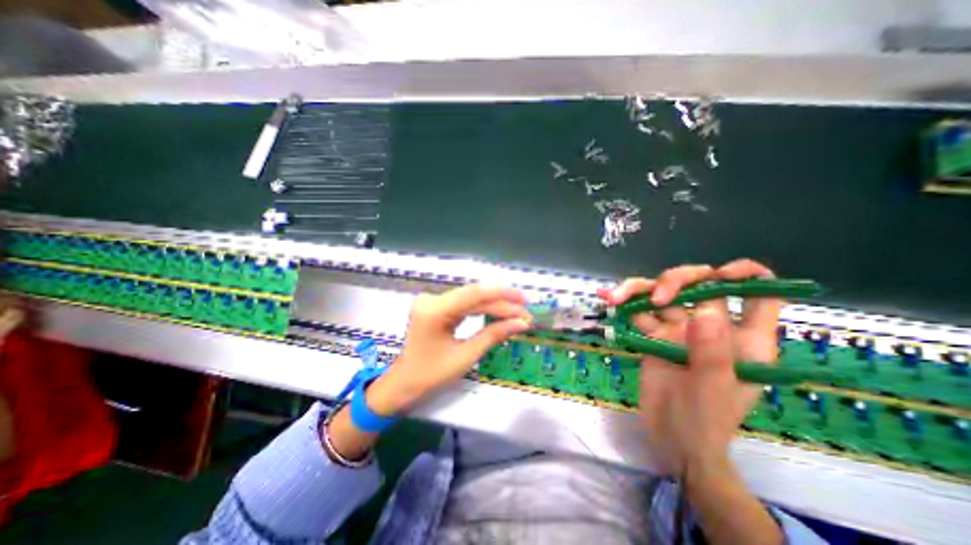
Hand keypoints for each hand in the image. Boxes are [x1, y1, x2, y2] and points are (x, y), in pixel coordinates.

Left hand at [369, 283, 528, 415]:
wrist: (403, 385)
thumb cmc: (431, 376)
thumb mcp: (465, 356)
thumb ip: (493, 335)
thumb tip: (521, 323)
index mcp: (435, 310)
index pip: (475, 294)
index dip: (503, 294)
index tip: (525, 300)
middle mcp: (432, 299)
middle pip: (474, 296)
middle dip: (502, 303)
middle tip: (525, 312)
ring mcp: (433, 302)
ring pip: (471, 299)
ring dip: (495, 305)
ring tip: (517, 313)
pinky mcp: (436, 307)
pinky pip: (464, 304)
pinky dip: (483, 309)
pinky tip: (499, 312)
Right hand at [597, 259, 782, 476]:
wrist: (670, 438)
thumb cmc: (705, 422)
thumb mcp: (713, 391)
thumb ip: (711, 353)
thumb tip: (703, 312)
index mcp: (743, 337)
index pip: (760, 294)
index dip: (747, 275)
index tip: (721, 275)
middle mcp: (712, 325)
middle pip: (699, 283)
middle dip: (676, 281)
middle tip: (656, 298)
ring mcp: (679, 327)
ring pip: (662, 293)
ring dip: (637, 289)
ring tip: (615, 297)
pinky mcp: (653, 333)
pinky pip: (638, 311)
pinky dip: (622, 303)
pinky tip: (607, 298)